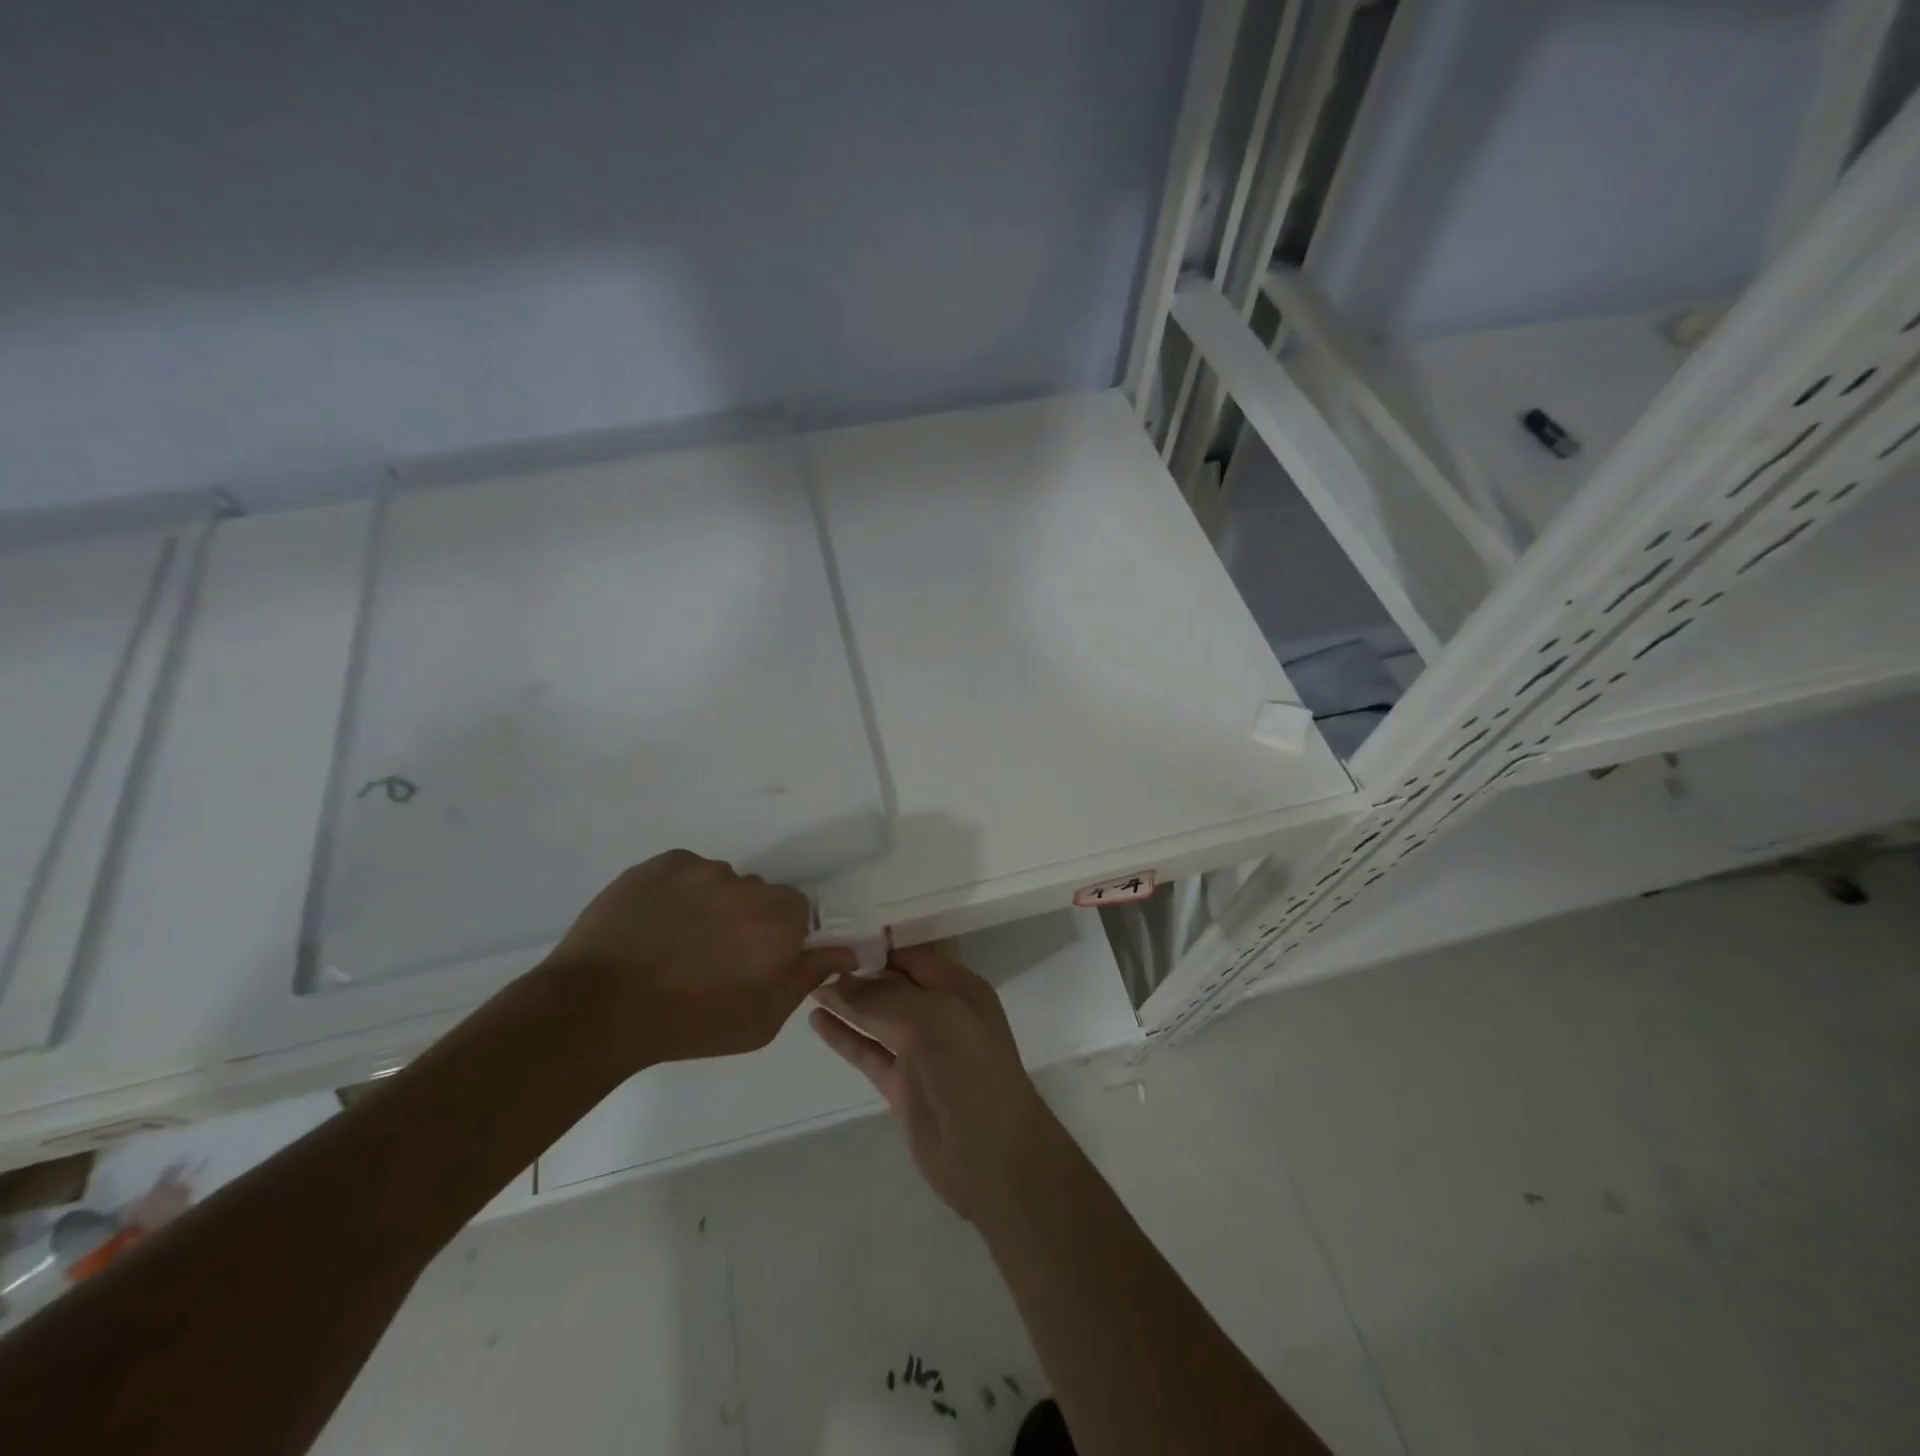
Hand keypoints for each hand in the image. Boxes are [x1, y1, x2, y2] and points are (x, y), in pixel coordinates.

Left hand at [546, 850, 855, 1067]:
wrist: (597, 1009)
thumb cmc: (689, 1024)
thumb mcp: (761, 1020)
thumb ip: (806, 979)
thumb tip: (845, 951)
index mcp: (778, 922)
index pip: (797, 912)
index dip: (777, 937)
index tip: (753, 961)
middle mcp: (747, 886)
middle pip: (759, 895)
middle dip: (745, 920)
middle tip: (712, 956)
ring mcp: (702, 870)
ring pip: (721, 883)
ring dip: (711, 905)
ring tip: (674, 942)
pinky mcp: (663, 863)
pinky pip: (685, 873)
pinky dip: (678, 893)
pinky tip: (654, 925)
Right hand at [809, 946, 1067, 1220]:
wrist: (991, 1156)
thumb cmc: (970, 1071)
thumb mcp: (933, 1019)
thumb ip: (884, 998)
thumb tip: (838, 981)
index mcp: (958, 988)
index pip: (911, 956)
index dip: (876, 946)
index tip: (835, 934)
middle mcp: (939, 1013)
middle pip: (891, 984)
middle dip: (857, 971)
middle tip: (810, 956)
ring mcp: (919, 1050)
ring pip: (876, 1016)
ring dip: (846, 1002)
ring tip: (806, 983)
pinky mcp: (900, 1083)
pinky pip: (867, 1050)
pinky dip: (844, 1036)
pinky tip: (817, 1021)